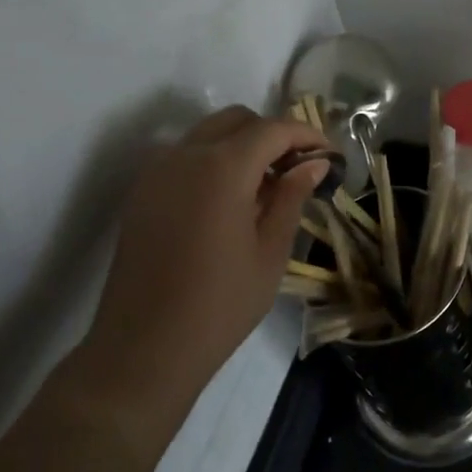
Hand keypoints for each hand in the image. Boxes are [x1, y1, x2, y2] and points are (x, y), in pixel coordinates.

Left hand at [77, 106, 329, 406]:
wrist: (143, 350)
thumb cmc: (219, 305)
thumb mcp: (270, 252)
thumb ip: (292, 196)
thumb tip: (314, 163)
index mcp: (222, 167)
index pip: (273, 129)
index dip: (307, 135)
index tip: (329, 155)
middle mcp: (185, 155)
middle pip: (238, 120)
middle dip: (273, 134)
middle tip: (298, 168)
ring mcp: (157, 171)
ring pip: (208, 133)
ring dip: (242, 144)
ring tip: (265, 185)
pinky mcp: (141, 191)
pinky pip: (184, 155)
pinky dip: (213, 159)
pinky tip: (229, 199)